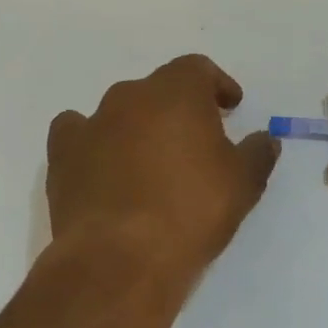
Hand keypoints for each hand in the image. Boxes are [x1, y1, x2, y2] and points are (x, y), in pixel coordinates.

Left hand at [46, 54, 279, 281]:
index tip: (230, 107)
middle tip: (196, 139)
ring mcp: (91, 124)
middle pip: (158, 89)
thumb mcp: (243, 183)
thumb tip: (265, 140)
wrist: (120, 259)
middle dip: (179, 107)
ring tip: (151, 160)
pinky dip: (93, 142)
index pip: (198, 68)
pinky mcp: (62, 155)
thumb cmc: (192, 211)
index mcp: (177, 92)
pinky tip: (103, 166)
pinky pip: (77, 133)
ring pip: (119, 110)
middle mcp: (131, 96)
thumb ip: (258, 153)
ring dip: (138, 125)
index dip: (216, 85)